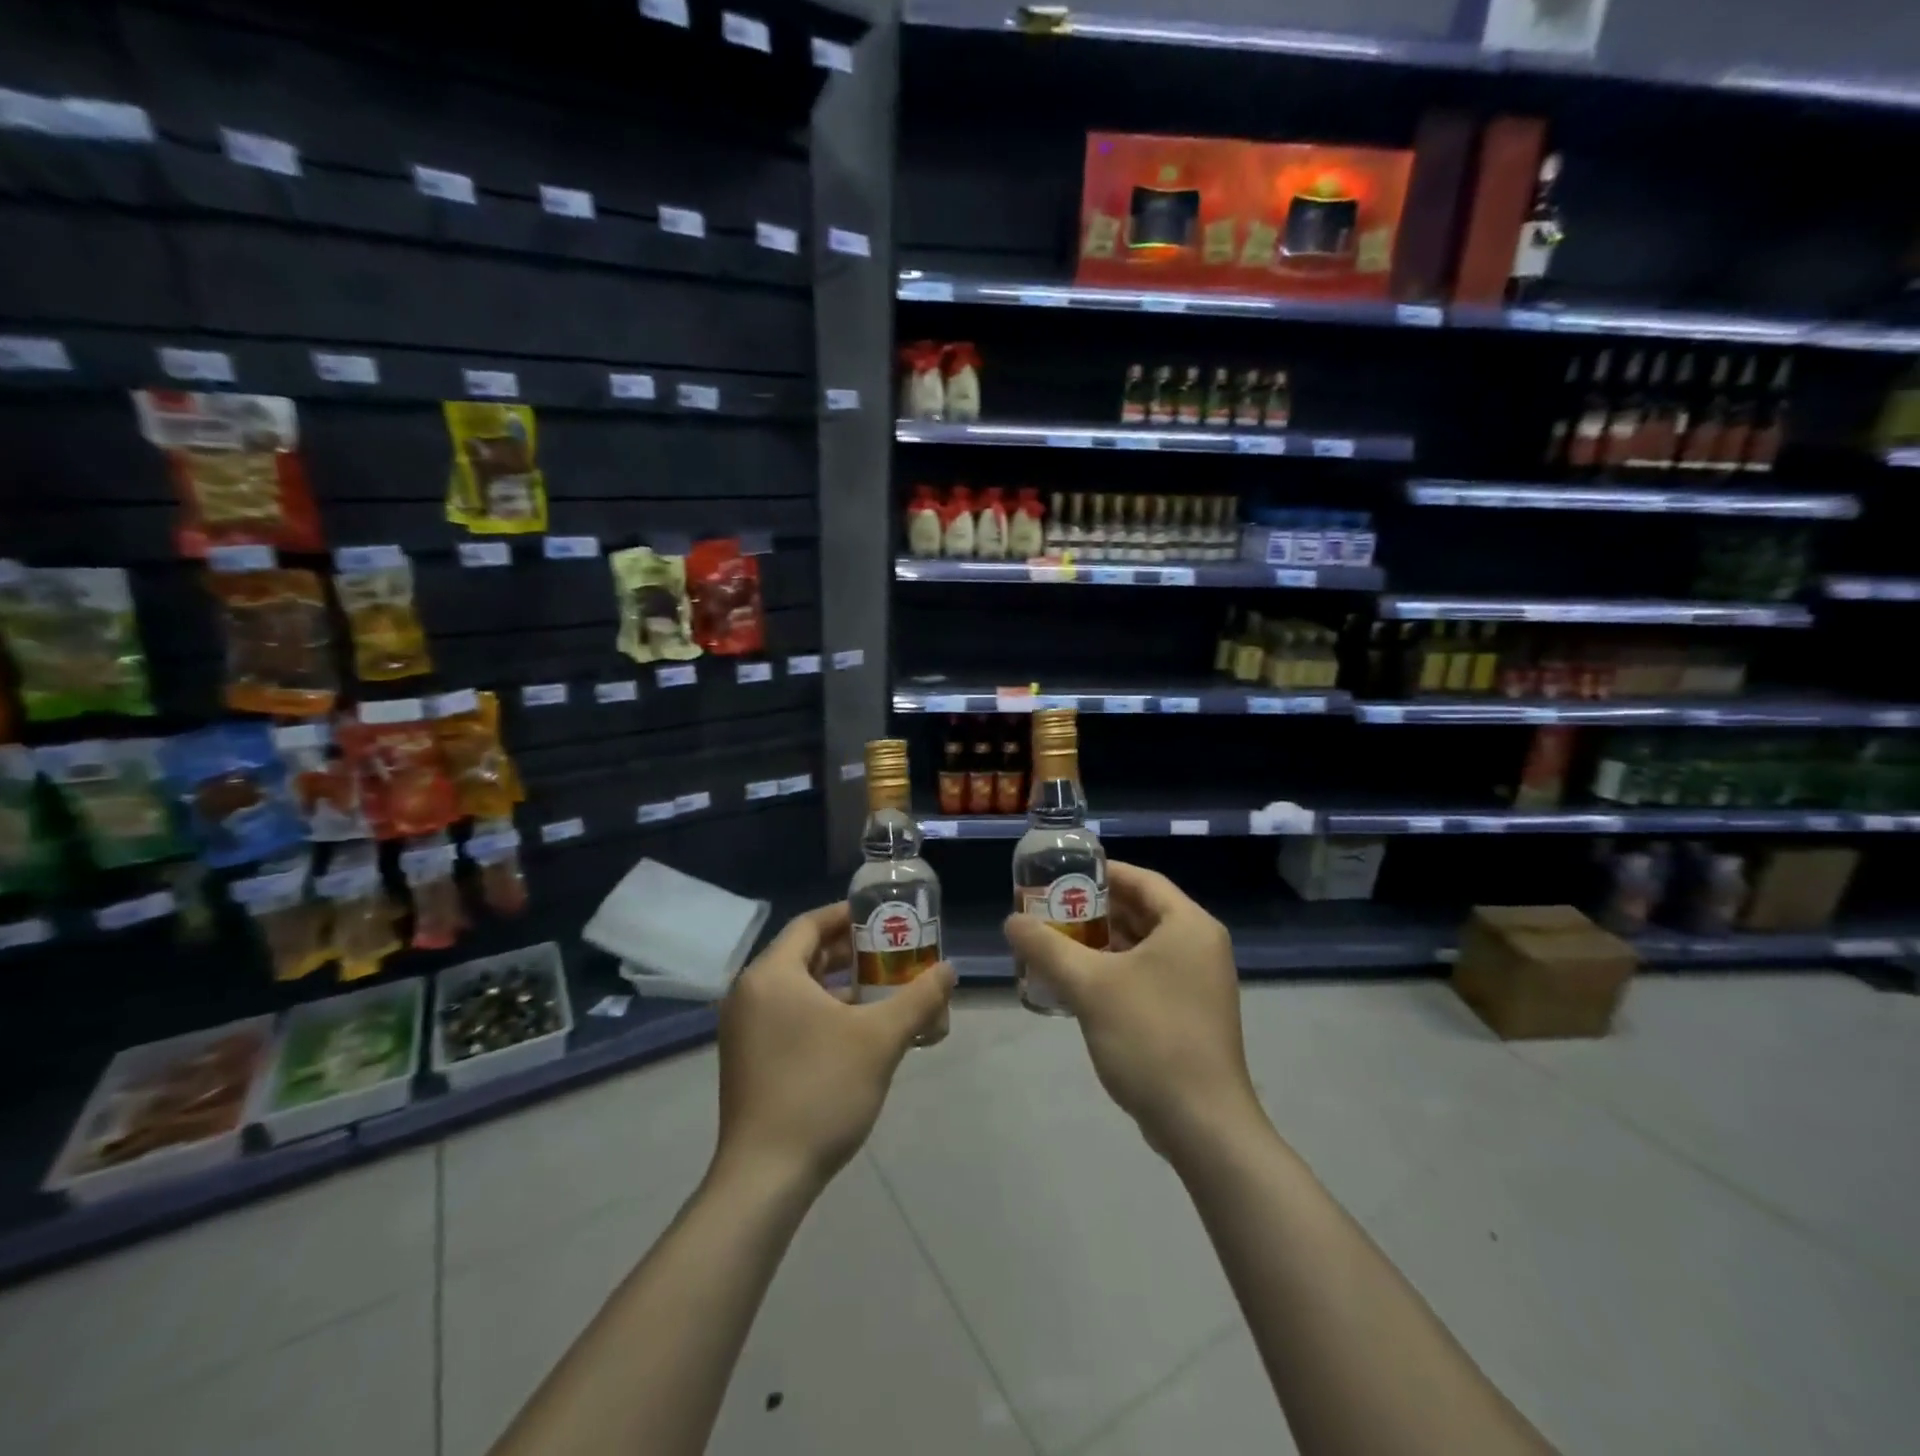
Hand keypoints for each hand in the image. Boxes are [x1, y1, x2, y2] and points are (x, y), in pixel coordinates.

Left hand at [715, 903, 954, 1192]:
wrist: (765, 1177)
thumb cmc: (821, 1091)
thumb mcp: (881, 1040)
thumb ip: (919, 998)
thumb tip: (949, 969)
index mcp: (771, 975)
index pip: (810, 923)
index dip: (848, 916)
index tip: (884, 916)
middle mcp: (749, 992)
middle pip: (803, 953)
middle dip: (849, 951)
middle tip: (891, 951)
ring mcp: (743, 1027)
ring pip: (796, 986)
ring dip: (837, 982)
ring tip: (882, 987)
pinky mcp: (747, 1057)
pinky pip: (786, 1013)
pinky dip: (820, 1008)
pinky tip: (854, 1027)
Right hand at [1004, 863, 1263, 1157]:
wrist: (1202, 1125)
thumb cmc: (1150, 1038)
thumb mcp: (1090, 986)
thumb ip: (1047, 947)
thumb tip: (1011, 921)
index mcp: (1188, 925)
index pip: (1141, 879)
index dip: (1100, 872)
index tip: (1060, 875)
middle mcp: (1200, 945)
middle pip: (1141, 911)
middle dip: (1094, 910)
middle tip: (1050, 911)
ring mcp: (1199, 981)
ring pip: (1143, 946)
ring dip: (1102, 943)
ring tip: (1056, 944)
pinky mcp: (1191, 1012)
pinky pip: (1149, 974)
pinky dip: (1116, 971)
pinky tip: (1079, 984)